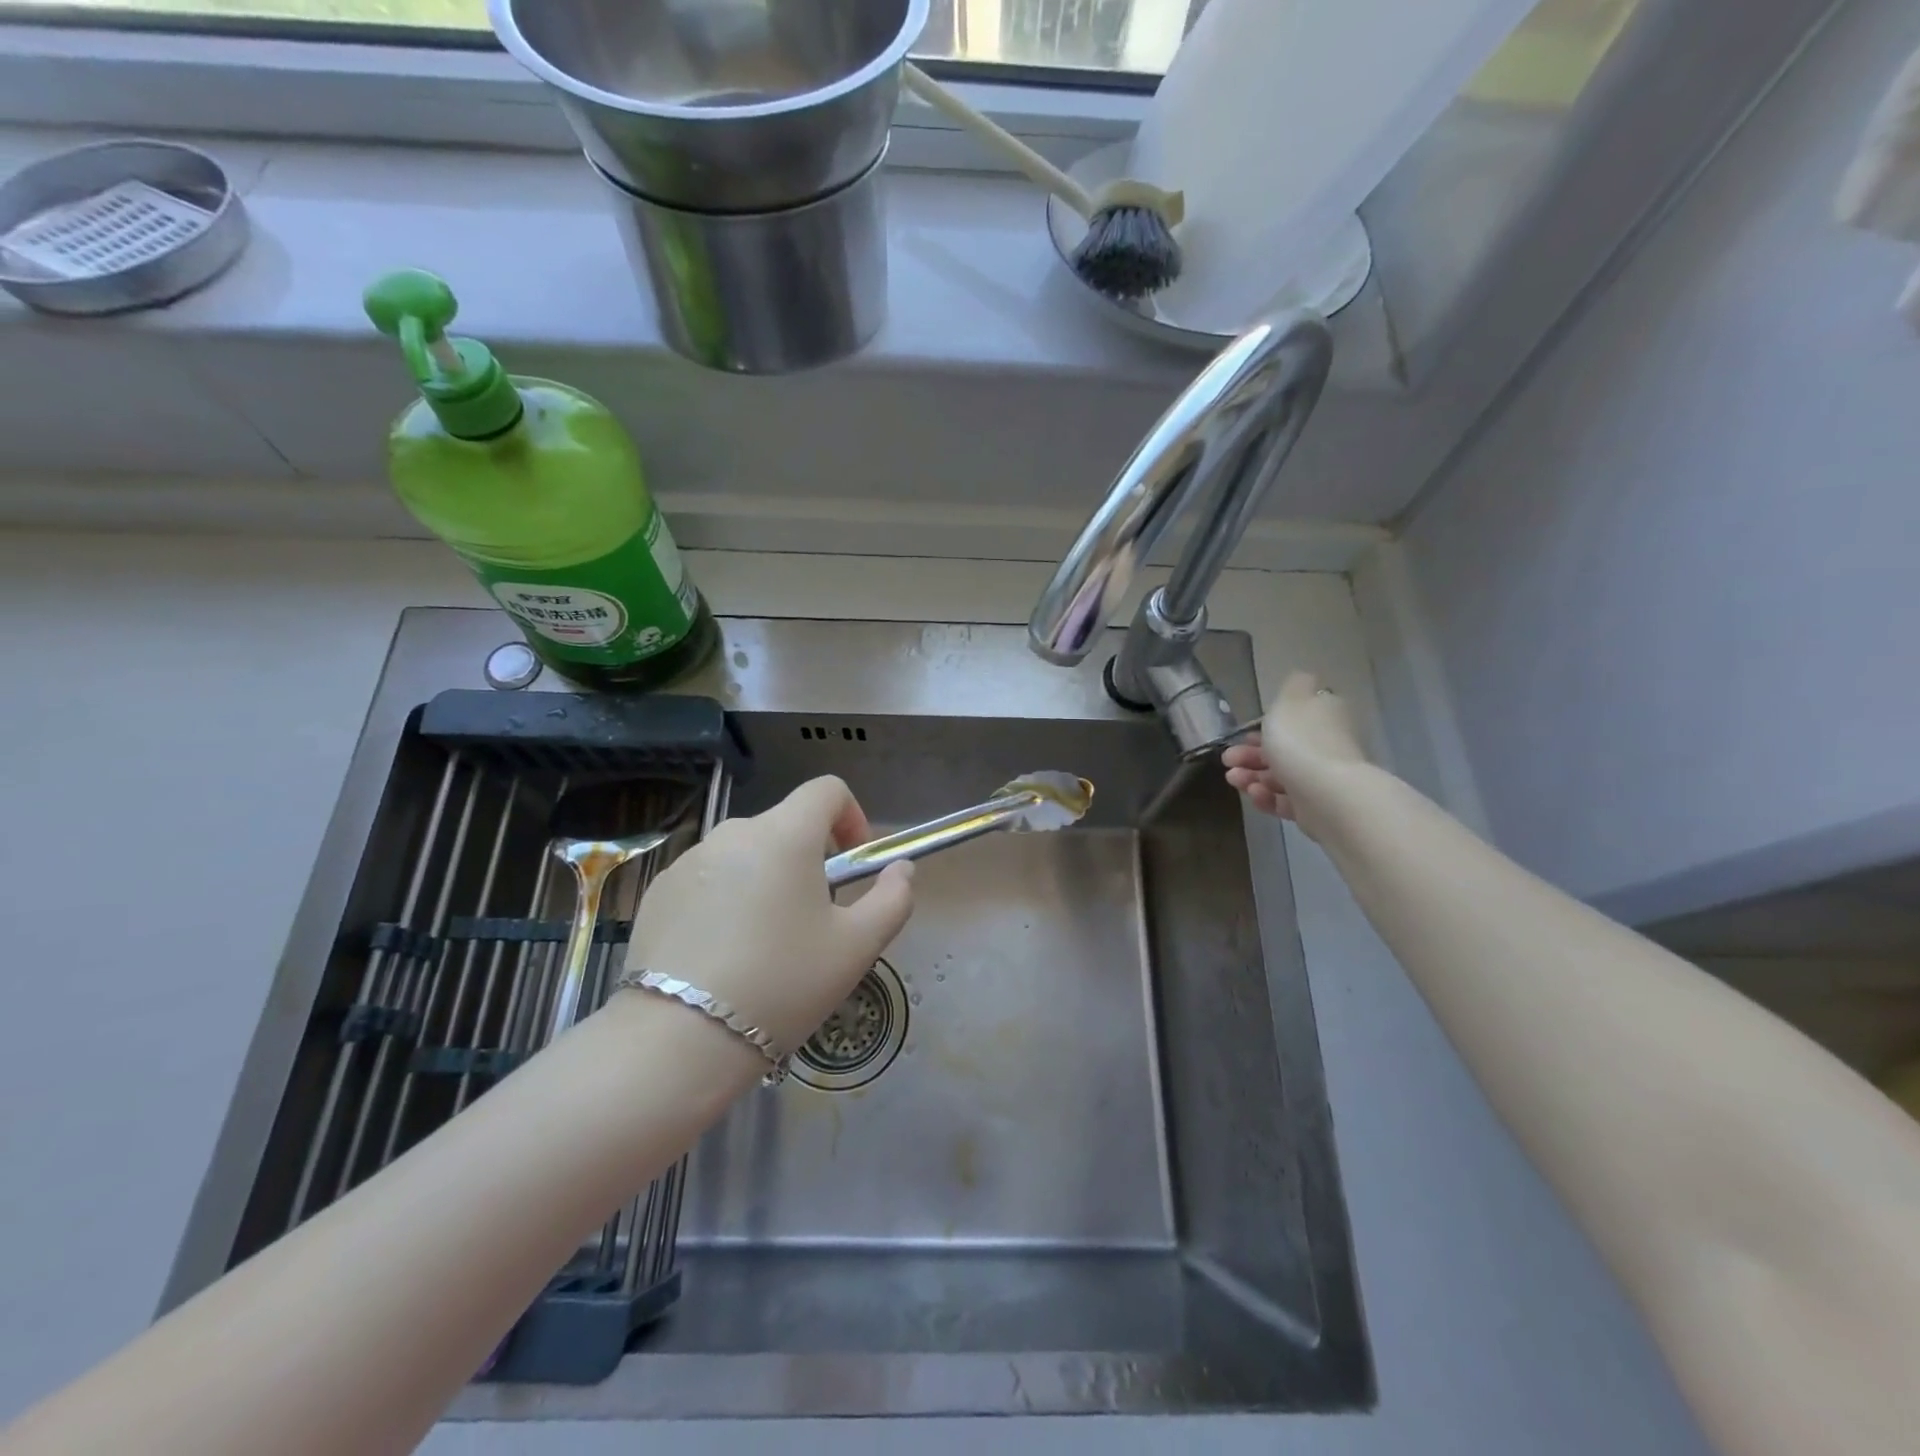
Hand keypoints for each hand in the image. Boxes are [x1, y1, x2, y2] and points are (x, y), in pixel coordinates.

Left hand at [620, 776, 914, 1053]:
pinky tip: (722, 953)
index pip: (826, 789)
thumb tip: (901, 869)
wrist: (680, 1040)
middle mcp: (733, 833)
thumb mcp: (857, 947)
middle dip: (809, 859)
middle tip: (814, 919)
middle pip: (785, 825)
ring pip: (745, 854)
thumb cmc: (783, 984)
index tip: (851, 864)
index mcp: (785, 835)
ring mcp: (689, 860)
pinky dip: (726, 898)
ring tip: (765, 942)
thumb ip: (893, 898)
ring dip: (766, 878)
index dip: (851, 816)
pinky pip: (708, 878)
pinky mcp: (659, 891)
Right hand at [1222, 672, 1368, 835]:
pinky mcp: (1315, 807)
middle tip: (1228, 760)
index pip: (1293, 718)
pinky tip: (1254, 794)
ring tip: (1234, 780)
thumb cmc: (1301, 741)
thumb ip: (1293, 685)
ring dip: (1252, 776)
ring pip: (1280, 775)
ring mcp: (1322, 778)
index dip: (1263, 726)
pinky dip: (1267, 797)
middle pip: (1282, 748)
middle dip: (1250, 754)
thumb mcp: (1290, 699)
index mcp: (1323, 715)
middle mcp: (1325, 745)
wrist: (1326, 794)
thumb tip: (1302, 680)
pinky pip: (1286, 800)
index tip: (1240, 734)